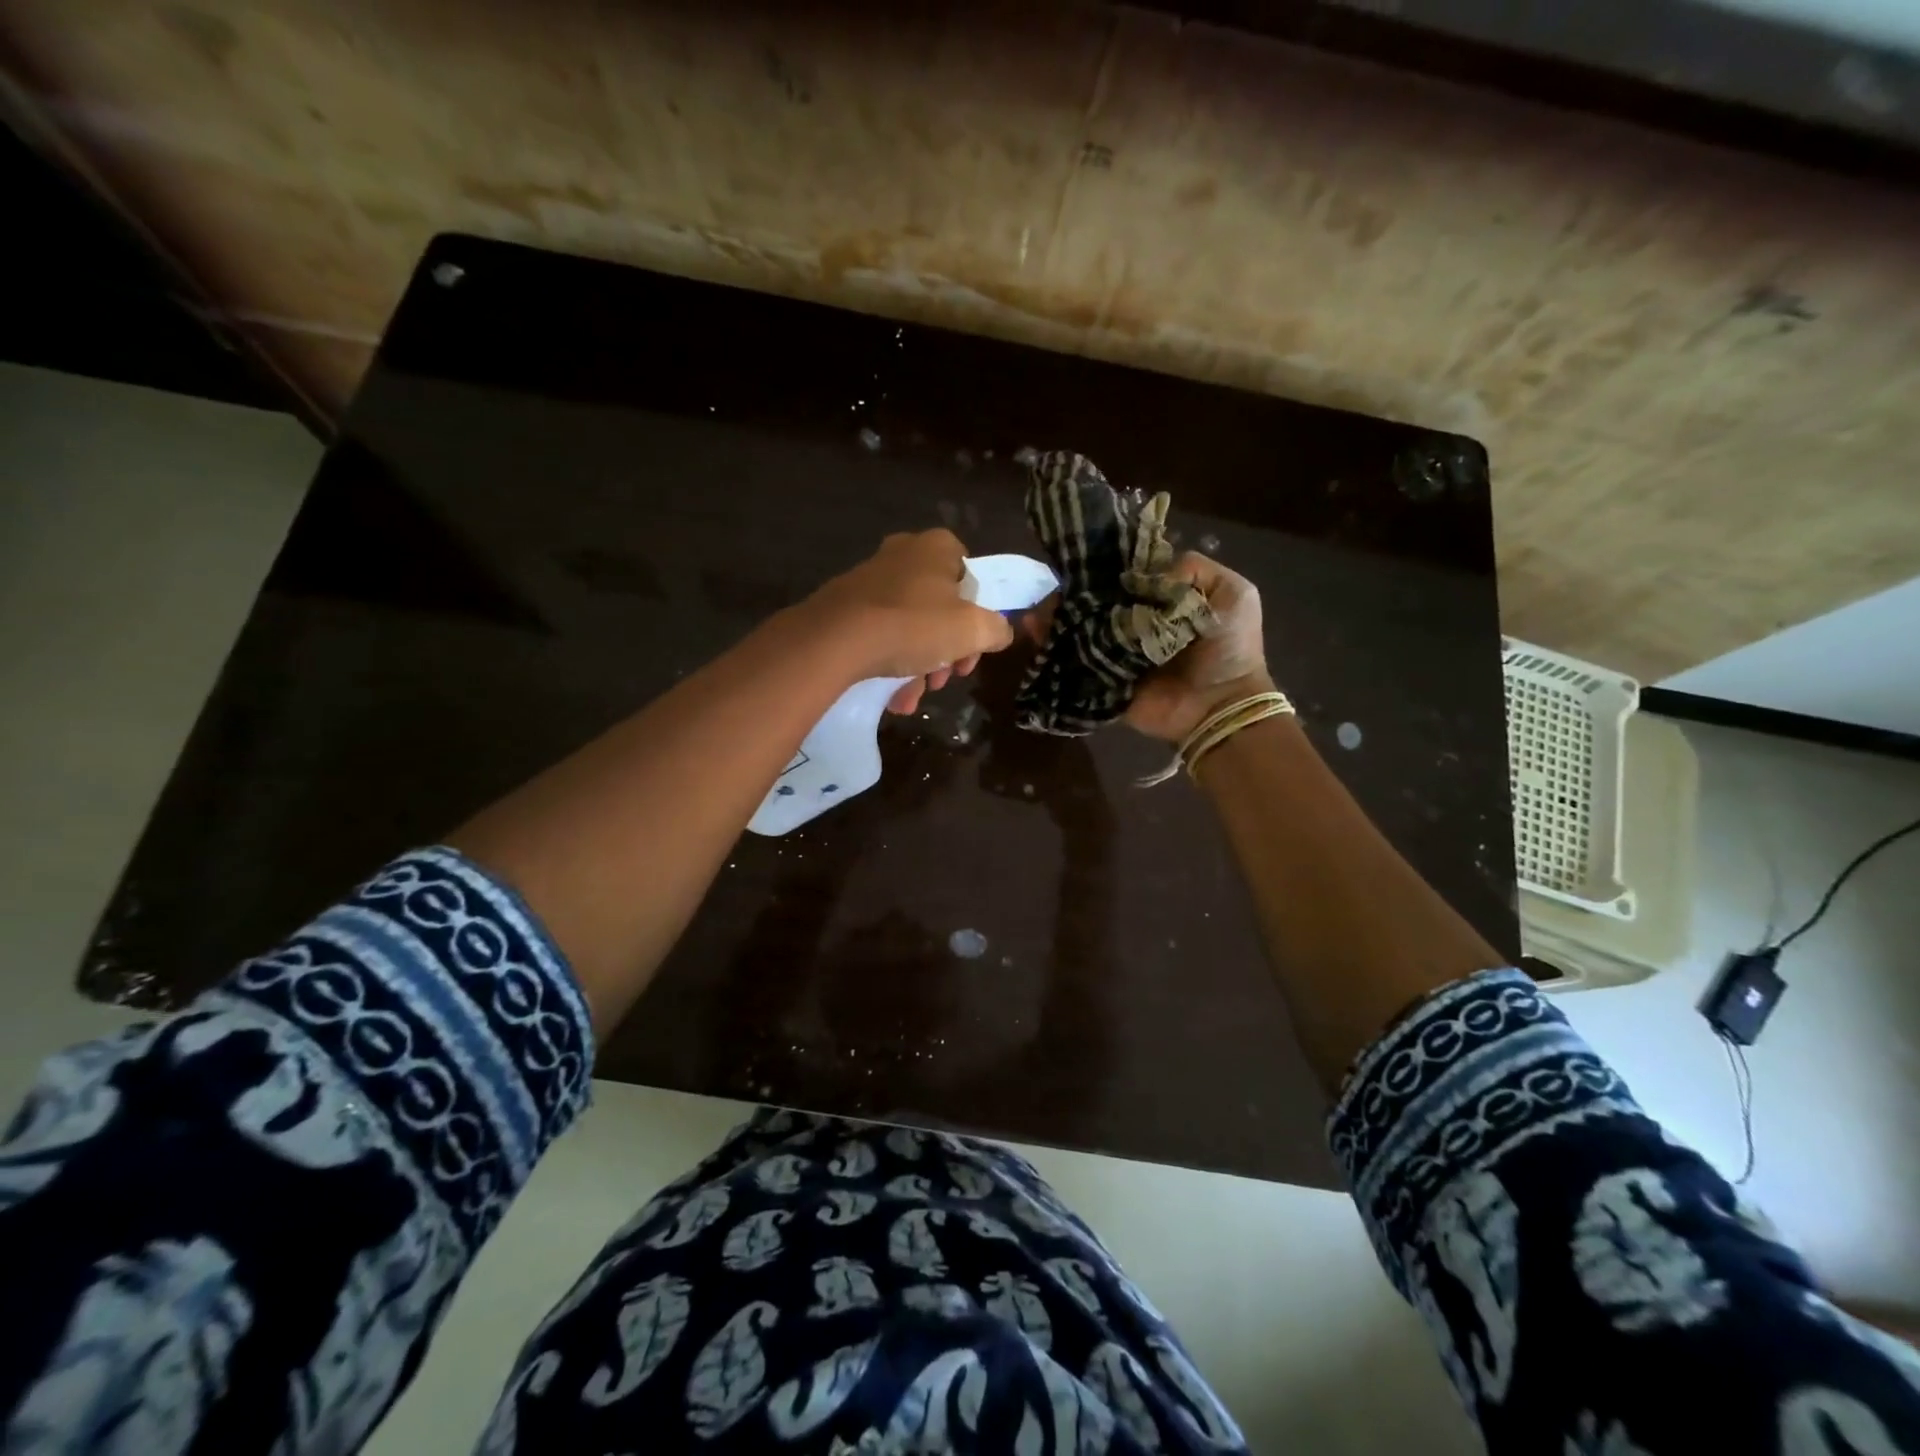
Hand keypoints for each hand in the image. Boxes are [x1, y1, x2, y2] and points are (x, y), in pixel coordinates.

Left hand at [803, 529, 1016, 714]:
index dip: (978, 618)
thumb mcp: (972, 630)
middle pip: (941, 608)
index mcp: (937, 547)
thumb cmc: (914, 625)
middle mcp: (904, 554)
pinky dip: (891, 664)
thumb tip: (1000, 632)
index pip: (971, 578)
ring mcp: (871, 578)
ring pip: (910, 626)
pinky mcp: (845, 605)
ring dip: (919, 666)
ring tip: (912, 697)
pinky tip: (892, 697)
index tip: (972, 651)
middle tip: (944, 680)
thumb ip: (997, 629)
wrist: (836, 640)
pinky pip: (881, 634)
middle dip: (946, 651)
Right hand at [1021, 552, 1271, 742]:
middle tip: (1054, 588)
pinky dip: (1050, 645)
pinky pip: (1072, 659)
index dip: (1104, 566)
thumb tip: (1141, 575)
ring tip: (1038, 611)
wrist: (1219, 706)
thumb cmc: (1229, 648)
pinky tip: (1035, 630)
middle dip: (1072, 592)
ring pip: (1077, 626)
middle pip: (1095, 599)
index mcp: (1161, 599)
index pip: (1125, 575)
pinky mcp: (1101, 677)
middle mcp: (1134, 621)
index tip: (1082, 558)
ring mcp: (1114, 650)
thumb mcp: (1233, 593)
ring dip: (1055, 616)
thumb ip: (1195, 569)